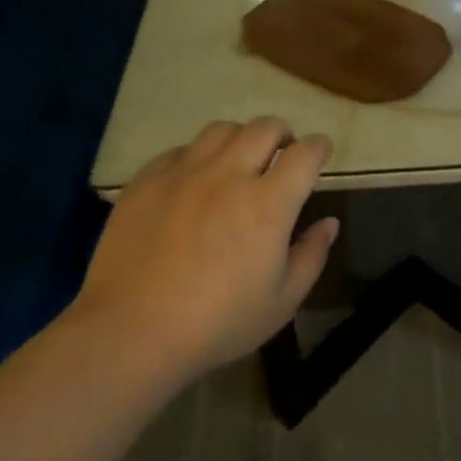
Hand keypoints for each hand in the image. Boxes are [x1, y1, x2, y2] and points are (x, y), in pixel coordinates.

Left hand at [73, 118, 338, 378]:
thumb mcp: (281, 302)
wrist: (132, 332)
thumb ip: (311, 256)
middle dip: (282, 133)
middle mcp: (228, 175)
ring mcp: (184, 173)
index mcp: (268, 204)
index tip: (319, 151)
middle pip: (264, 128)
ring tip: (238, 161)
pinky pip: (180, 150)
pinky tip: (194, 181)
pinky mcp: (147, 180)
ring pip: (221, 130)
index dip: (318, 147)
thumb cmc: (217, 324)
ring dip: (240, 139)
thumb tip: (329, 223)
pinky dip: (198, 157)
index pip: (304, 154)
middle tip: (282, 153)